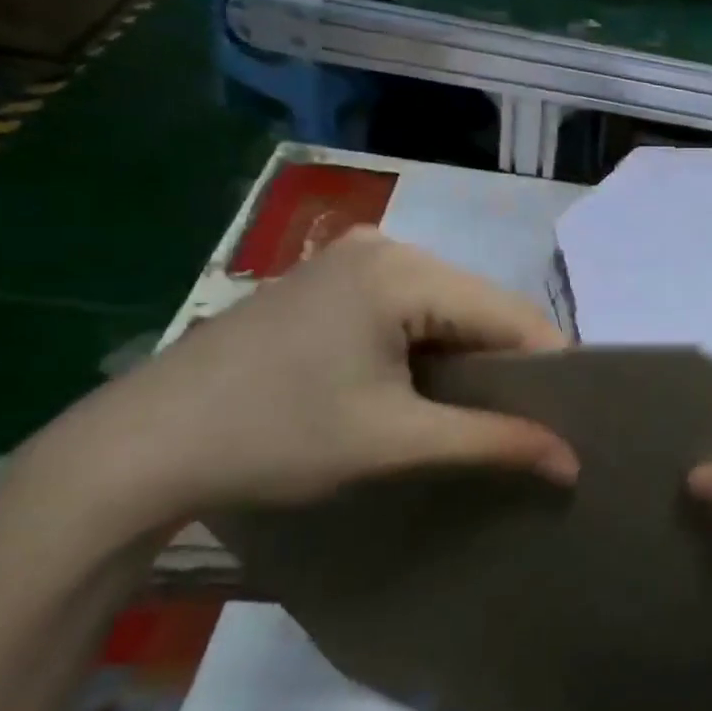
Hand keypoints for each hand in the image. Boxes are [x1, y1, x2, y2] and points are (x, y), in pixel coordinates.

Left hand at [16, 231, 578, 536]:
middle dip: (509, 363)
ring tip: (485, 410)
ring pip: (448, 306)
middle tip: (530, 421)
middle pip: (480, 305)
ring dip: (471, 355)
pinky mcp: (329, 280)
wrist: (138, 448)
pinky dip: (431, 346)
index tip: (571, 417)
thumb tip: (573, 463)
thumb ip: (495, 442)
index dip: (550, 366)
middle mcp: (384, 247)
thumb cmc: (274, 439)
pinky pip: (410, 307)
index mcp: (402, 270)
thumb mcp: (395, 441)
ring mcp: (350, 259)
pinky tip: (428, 385)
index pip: (511, 313)